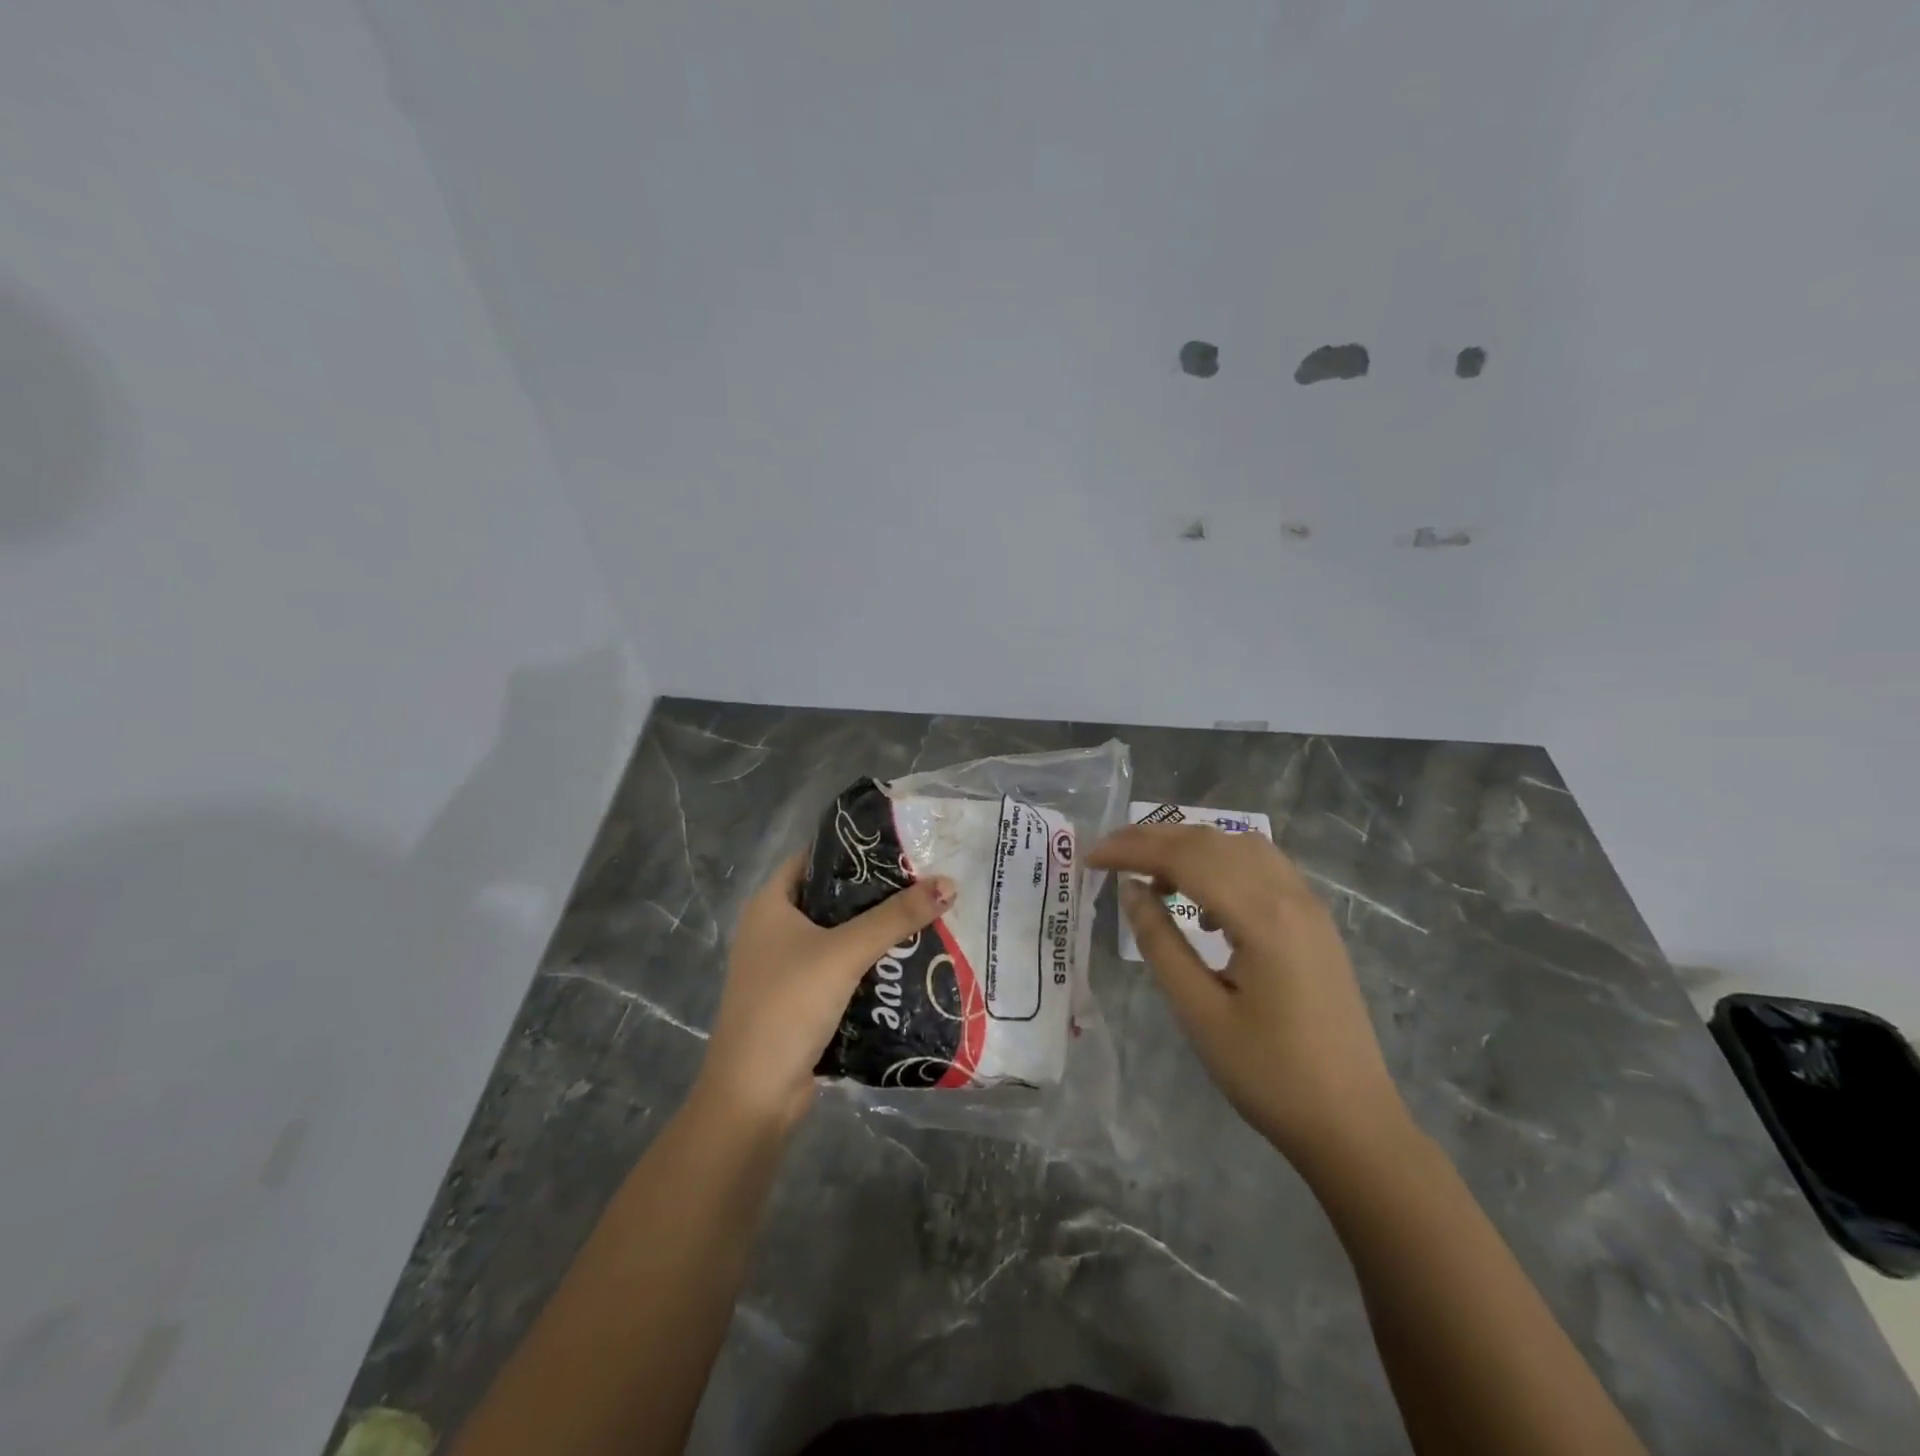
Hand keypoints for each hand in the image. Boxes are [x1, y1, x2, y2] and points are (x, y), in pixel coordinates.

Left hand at [697, 854, 955, 1129]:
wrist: (754, 1095)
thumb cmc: (789, 1005)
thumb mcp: (845, 953)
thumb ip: (896, 917)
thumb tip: (949, 883)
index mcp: (769, 905)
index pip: (813, 858)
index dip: (852, 849)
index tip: (899, 846)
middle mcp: (772, 930)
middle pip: (830, 898)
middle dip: (874, 893)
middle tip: (922, 881)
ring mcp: (783, 969)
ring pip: (837, 937)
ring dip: (874, 932)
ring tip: (923, 916)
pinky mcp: (798, 1001)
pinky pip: (838, 971)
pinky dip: (867, 965)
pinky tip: (905, 962)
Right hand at [1089, 824, 1407, 1162]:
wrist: (1353, 1124)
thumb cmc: (1269, 1075)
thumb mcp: (1199, 1012)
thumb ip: (1160, 942)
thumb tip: (1132, 890)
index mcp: (1262, 916)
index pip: (1185, 857)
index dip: (1132, 849)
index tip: (1090, 858)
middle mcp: (1289, 895)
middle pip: (1212, 841)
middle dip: (1154, 839)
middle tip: (1108, 857)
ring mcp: (1309, 906)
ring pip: (1239, 846)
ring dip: (1190, 847)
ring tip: (1150, 874)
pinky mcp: (1315, 922)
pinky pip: (1262, 867)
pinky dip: (1221, 863)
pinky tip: (1202, 903)